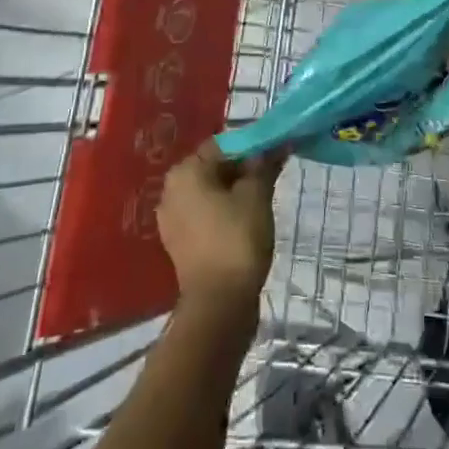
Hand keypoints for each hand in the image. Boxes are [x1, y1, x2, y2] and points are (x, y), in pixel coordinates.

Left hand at [157, 142, 283, 312]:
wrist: (218, 306)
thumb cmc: (237, 239)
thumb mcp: (257, 195)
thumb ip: (264, 164)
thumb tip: (276, 142)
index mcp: (186, 171)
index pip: (223, 144)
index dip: (252, 145)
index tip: (276, 152)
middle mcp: (171, 189)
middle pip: (214, 166)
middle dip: (244, 167)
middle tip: (272, 175)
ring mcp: (172, 218)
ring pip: (210, 190)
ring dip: (235, 189)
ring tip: (262, 198)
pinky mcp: (179, 242)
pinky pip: (204, 214)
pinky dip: (224, 211)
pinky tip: (245, 221)